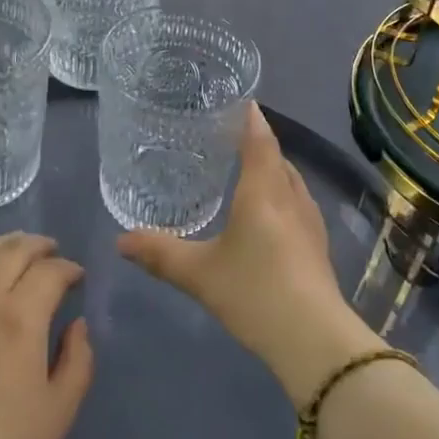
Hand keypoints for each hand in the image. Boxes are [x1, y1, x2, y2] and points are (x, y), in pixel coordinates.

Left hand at [0, 233, 93, 438]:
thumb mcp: (57, 415)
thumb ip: (78, 362)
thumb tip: (76, 326)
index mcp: (18, 317)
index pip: (50, 271)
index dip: (68, 269)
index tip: (76, 278)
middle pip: (12, 251)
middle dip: (38, 246)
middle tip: (51, 253)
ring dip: (1, 249)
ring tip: (13, 255)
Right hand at [118, 104, 381, 404]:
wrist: (313, 338)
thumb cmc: (254, 291)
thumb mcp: (200, 273)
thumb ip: (160, 253)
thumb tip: (120, 240)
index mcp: (263, 189)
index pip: (259, 138)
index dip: (249, 117)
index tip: (238, 100)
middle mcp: (290, 195)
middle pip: (276, 156)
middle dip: (257, 141)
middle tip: (229, 136)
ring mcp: (309, 219)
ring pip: (290, 179)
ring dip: (272, 168)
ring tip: (246, 170)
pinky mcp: (317, 243)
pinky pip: (297, 201)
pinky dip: (281, 192)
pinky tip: (268, 213)